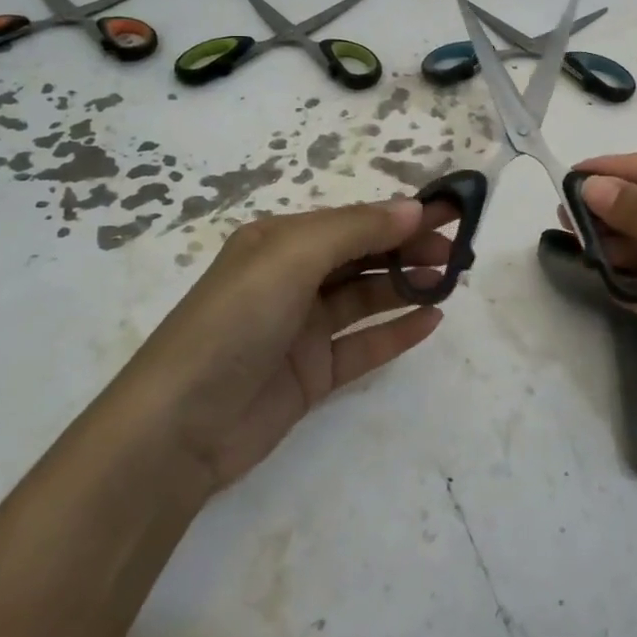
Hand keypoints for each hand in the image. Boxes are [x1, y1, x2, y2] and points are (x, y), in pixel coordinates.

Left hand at [132, 199, 449, 493]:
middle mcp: (291, 278)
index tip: (451, 213)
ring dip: (408, 285)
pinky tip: (431, 321)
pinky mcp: (311, 374)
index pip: (353, 219)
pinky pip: (363, 345)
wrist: (178, 429)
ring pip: (366, 297)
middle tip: (458, 251)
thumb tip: (412, 207)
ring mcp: (301, 328)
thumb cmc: (234, 323)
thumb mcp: (291, 258)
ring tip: (450, 281)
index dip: (400, 214)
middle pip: (363, 254)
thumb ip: (356, 230)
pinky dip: (396, 332)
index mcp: (280, 241)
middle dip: (409, 247)